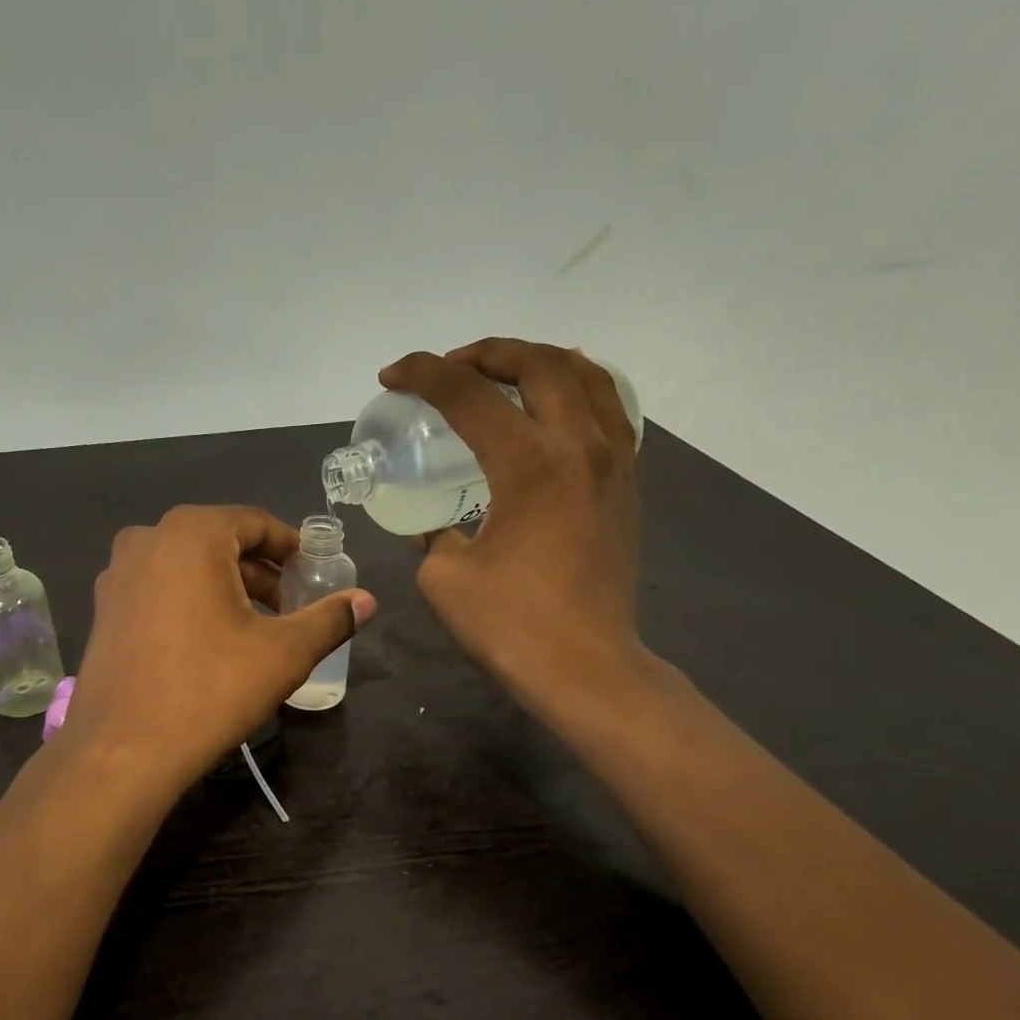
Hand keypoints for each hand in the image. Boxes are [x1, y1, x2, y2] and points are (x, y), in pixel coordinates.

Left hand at [65, 505, 376, 790]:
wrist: (125, 749)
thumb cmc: (211, 688)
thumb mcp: (284, 653)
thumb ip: (329, 619)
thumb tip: (368, 601)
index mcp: (191, 533)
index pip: (256, 523)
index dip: (291, 547)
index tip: (314, 573)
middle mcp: (147, 540)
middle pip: (220, 542)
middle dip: (260, 572)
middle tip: (290, 606)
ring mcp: (118, 575)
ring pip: (187, 567)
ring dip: (226, 588)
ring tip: (256, 628)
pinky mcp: (104, 610)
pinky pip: (160, 590)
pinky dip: (191, 603)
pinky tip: (210, 644)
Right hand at [380, 338, 648, 716]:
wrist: (585, 667)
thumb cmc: (511, 625)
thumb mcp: (444, 577)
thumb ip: (435, 535)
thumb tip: (440, 526)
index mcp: (530, 464)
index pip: (470, 394)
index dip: (424, 374)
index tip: (393, 376)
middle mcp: (580, 447)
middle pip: (539, 364)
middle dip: (488, 352)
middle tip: (452, 366)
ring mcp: (613, 464)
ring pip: (588, 377)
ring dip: (540, 361)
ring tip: (505, 373)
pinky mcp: (626, 486)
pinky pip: (609, 412)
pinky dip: (578, 391)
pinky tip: (554, 410)